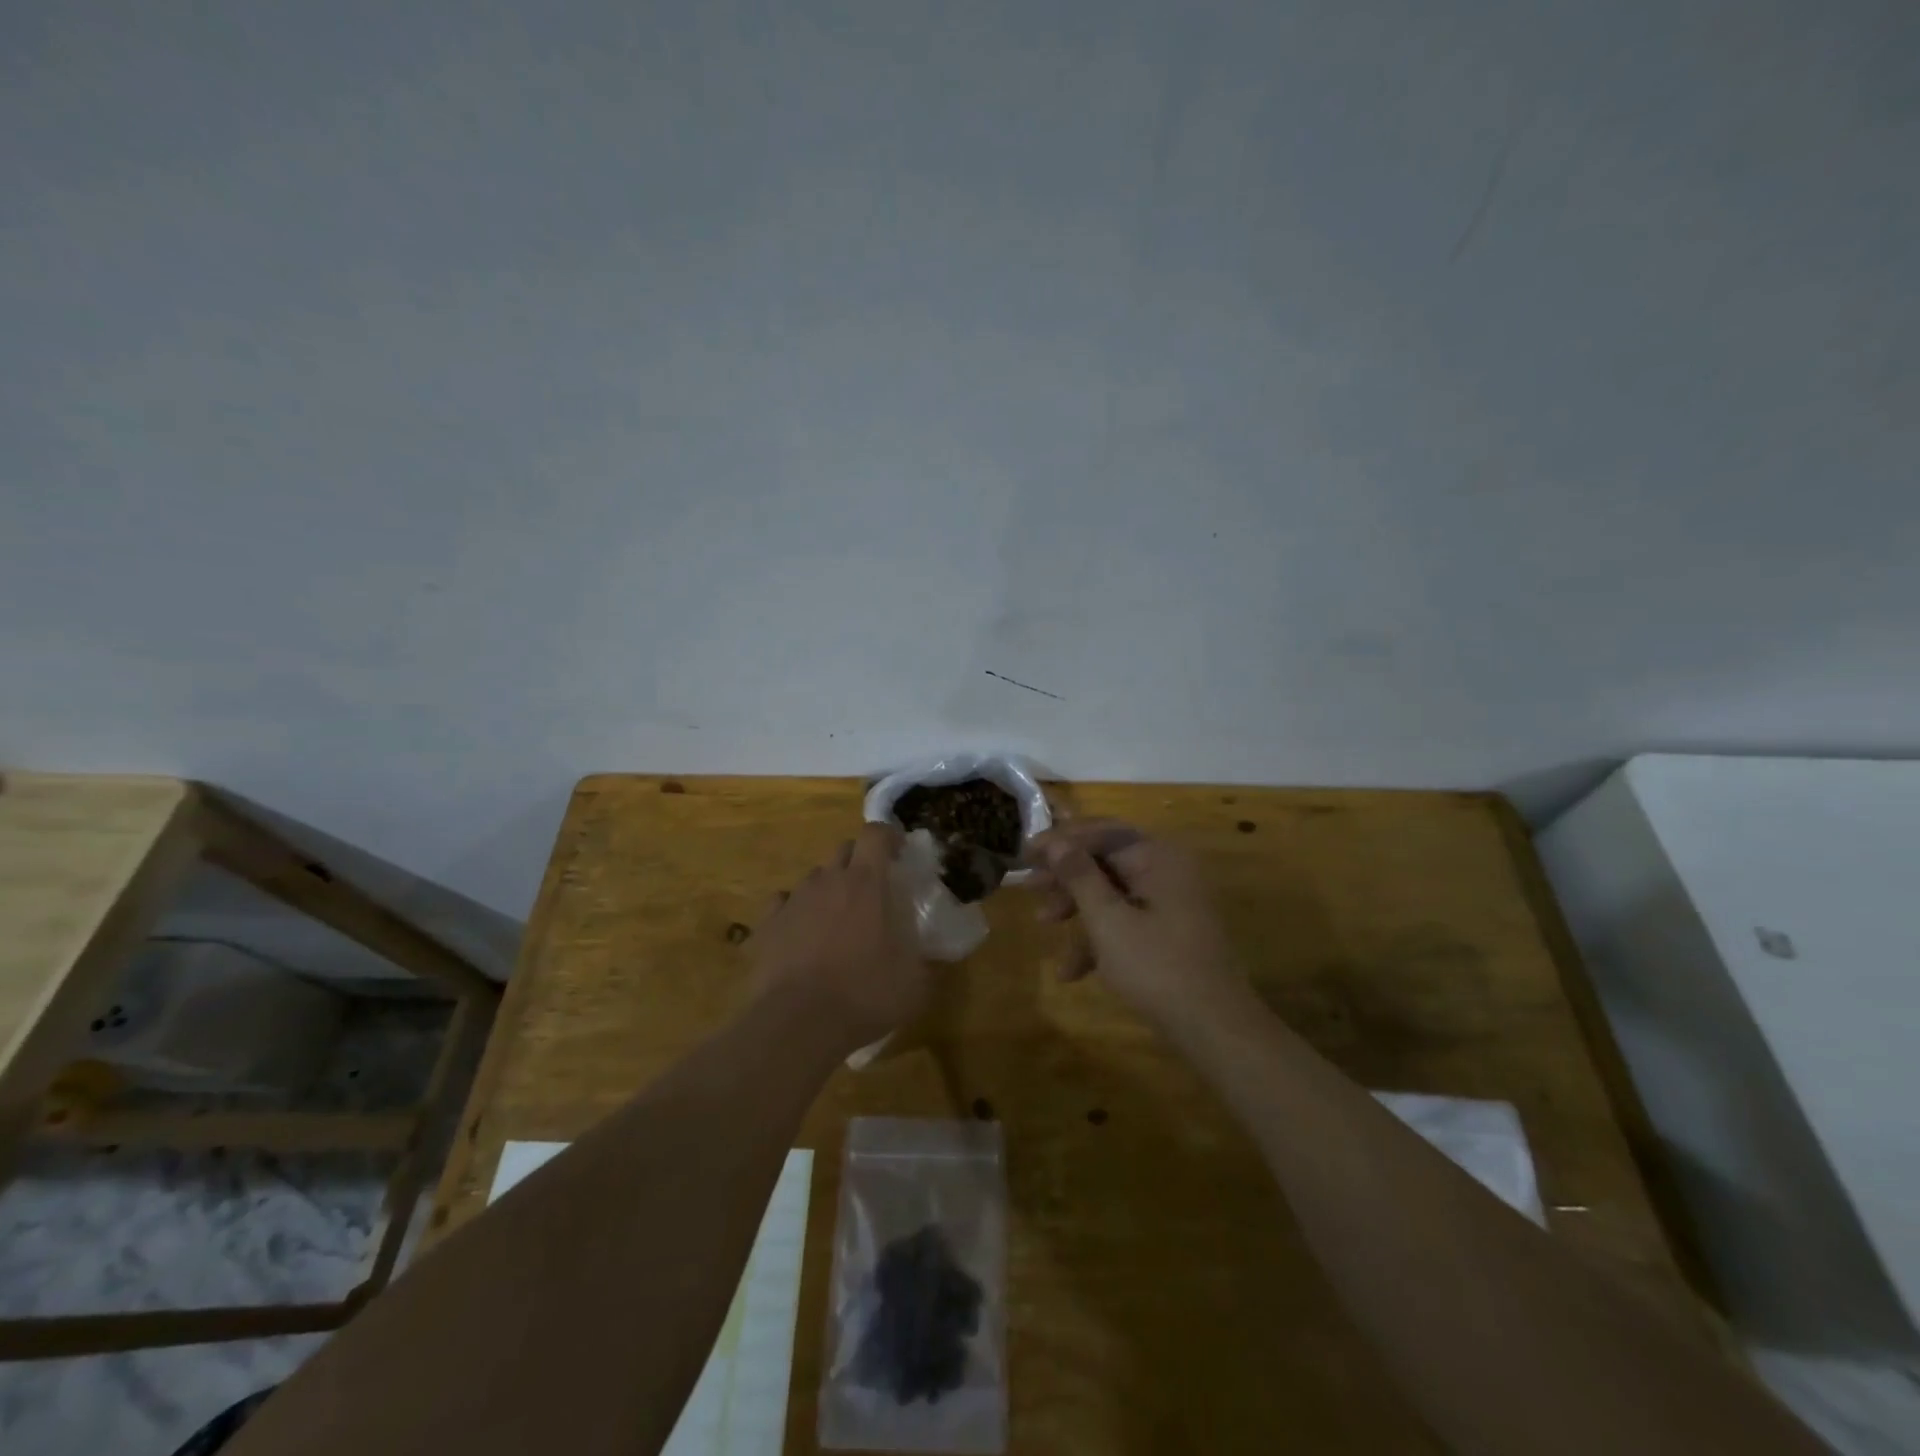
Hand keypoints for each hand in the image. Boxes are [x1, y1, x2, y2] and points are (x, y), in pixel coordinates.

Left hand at [750, 823, 930, 1054]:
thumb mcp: (914, 983)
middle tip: (873, 889)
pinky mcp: (767, 925)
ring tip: (837, 919)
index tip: (899, 851)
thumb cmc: (864, 994)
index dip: (888, 836)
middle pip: (843, 850)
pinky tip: (802, 935)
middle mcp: (828, 881)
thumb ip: (924, 959)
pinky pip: (783, 904)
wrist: (797, 1023)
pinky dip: (795, 912)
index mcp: (866, 883)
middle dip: (859, 860)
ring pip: (814, 877)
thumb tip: (930, 956)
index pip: (875, 834)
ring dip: (829, 888)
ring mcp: (793, 901)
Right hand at [1027, 819, 1246, 1027]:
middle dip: (1066, 876)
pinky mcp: (1169, 932)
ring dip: (1077, 907)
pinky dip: (1099, 938)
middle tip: (1030, 887)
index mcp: (1157, 857)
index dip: (1060, 840)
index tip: (1025, 854)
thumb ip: (1079, 876)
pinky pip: (1126, 920)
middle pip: (1105, 860)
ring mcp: (1170, 902)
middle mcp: (1166, 870)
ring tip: (1042, 924)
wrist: (1215, 1028)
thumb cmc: (1156, 966)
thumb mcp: (1108, 920)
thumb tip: (1056, 841)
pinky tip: (1072, 971)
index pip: (1101, 833)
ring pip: (1112, 892)